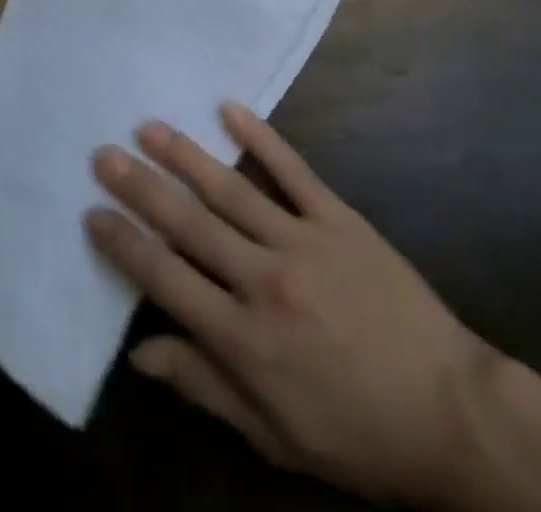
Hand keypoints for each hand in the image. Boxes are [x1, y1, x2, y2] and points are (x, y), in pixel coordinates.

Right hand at [86, 103, 495, 507]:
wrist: (447, 409)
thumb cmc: (353, 433)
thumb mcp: (272, 433)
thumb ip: (203, 385)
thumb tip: (139, 351)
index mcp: (243, 339)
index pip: (165, 279)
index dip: (124, 244)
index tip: (92, 210)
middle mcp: (263, 280)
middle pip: (188, 224)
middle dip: (141, 187)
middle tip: (105, 153)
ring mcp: (303, 240)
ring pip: (231, 189)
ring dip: (186, 155)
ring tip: (150, 126)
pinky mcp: (339, 217)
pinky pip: (293, 169)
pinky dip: (260, 137)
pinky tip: (230, 108)